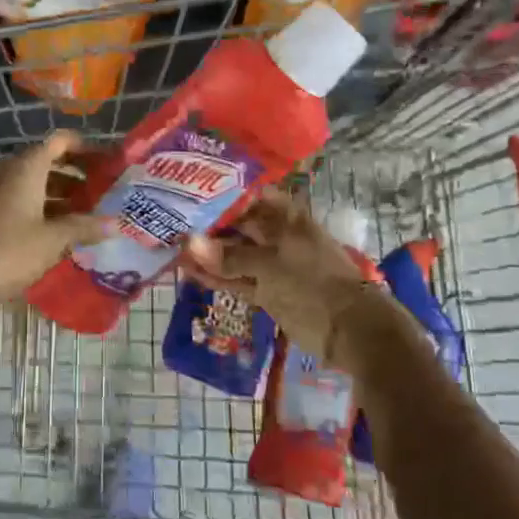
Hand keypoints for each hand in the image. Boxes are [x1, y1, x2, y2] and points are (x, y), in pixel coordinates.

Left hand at [0, 132, 112, 314]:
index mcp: (27, 167)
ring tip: (92, 215)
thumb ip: (84, 227)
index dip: (87, 147)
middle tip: (106, 192)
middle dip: (79, 175)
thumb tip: (115, 223)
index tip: (110, 162)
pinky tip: (64, 232)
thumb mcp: (53, 239)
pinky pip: (25, 202)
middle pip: (50, 162)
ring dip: (64, 195)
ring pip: (37, 184)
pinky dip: (46, 210)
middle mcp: (11, 172)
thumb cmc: (9, 251)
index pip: (61, 141)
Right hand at [184, 190, 374, 360]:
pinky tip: (188, 271)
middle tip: (170, 220)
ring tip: (172, 247)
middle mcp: (277, 235)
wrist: (348, 329)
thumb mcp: (269, 264)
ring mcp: (272, 264)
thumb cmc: (313, 281)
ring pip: (234, 254)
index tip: (186, 190)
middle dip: (207, 225)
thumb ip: (228, 255)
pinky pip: (237, 279)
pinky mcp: (267, 289)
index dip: (218, 193)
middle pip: (237, 225)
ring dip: (208, 254)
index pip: (246, 195)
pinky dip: (216, 277)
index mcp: (285, 216)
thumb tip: (188, 244)